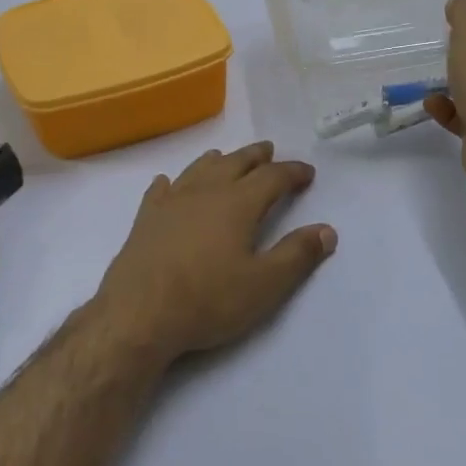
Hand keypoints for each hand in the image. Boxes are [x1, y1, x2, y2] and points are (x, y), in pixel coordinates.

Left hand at [94, 142, 336, 369]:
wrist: (139, 314)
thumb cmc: (208, 300)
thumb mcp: (264, 285)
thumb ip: (297, 255)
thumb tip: (327, 230)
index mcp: (238, 204)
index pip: (272, 178)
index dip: (292, 172)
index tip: (307, 172)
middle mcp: (204, 192)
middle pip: (234, 163)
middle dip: (256, 157)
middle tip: (269, 151)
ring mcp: (170, 203)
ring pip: (198, 169)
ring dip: (218, 161)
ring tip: (226, 157)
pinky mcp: (145, 219)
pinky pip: (160, 190)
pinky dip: (171, 182)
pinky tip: (168, 182)